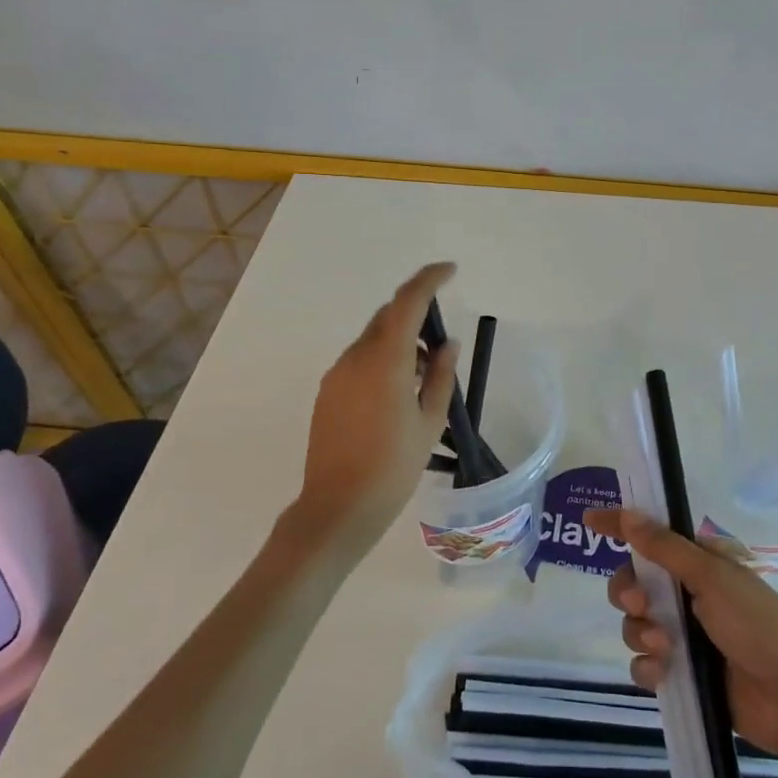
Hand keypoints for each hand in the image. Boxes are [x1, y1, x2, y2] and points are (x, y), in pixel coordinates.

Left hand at [295, 262, 459, 543]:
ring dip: (399, 342)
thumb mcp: (430, 421)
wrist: (338, 506)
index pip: (408, 301)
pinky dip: (381, 360)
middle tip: (440, 345)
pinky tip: (395, 394)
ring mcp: (337, 373)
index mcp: (387, 359)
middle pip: (388, 317)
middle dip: (416, 315)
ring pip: (373, 339)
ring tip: (422, 378)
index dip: (429, 279)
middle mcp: (357, 357)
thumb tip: (447, 343)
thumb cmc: (394, 466)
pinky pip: (359, 360)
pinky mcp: (327, 391)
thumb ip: (442, 375)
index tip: (450, 271)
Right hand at [583, 507, 777, 763]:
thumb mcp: (712, 578)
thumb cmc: (759, 626)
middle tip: (638, 605)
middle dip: (627, 591)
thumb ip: (665, 549)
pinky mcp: (683, 675)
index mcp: (699, 564)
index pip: (652, 536)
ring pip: (634, 623)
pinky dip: (647, 667)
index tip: (588, 521)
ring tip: (666, 648)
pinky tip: (663, 674)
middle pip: (634, 582)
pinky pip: (644, 663)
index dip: (620, 526)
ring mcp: (685, 636)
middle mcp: (687, 594)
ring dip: (640, 632)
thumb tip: (628, 514)